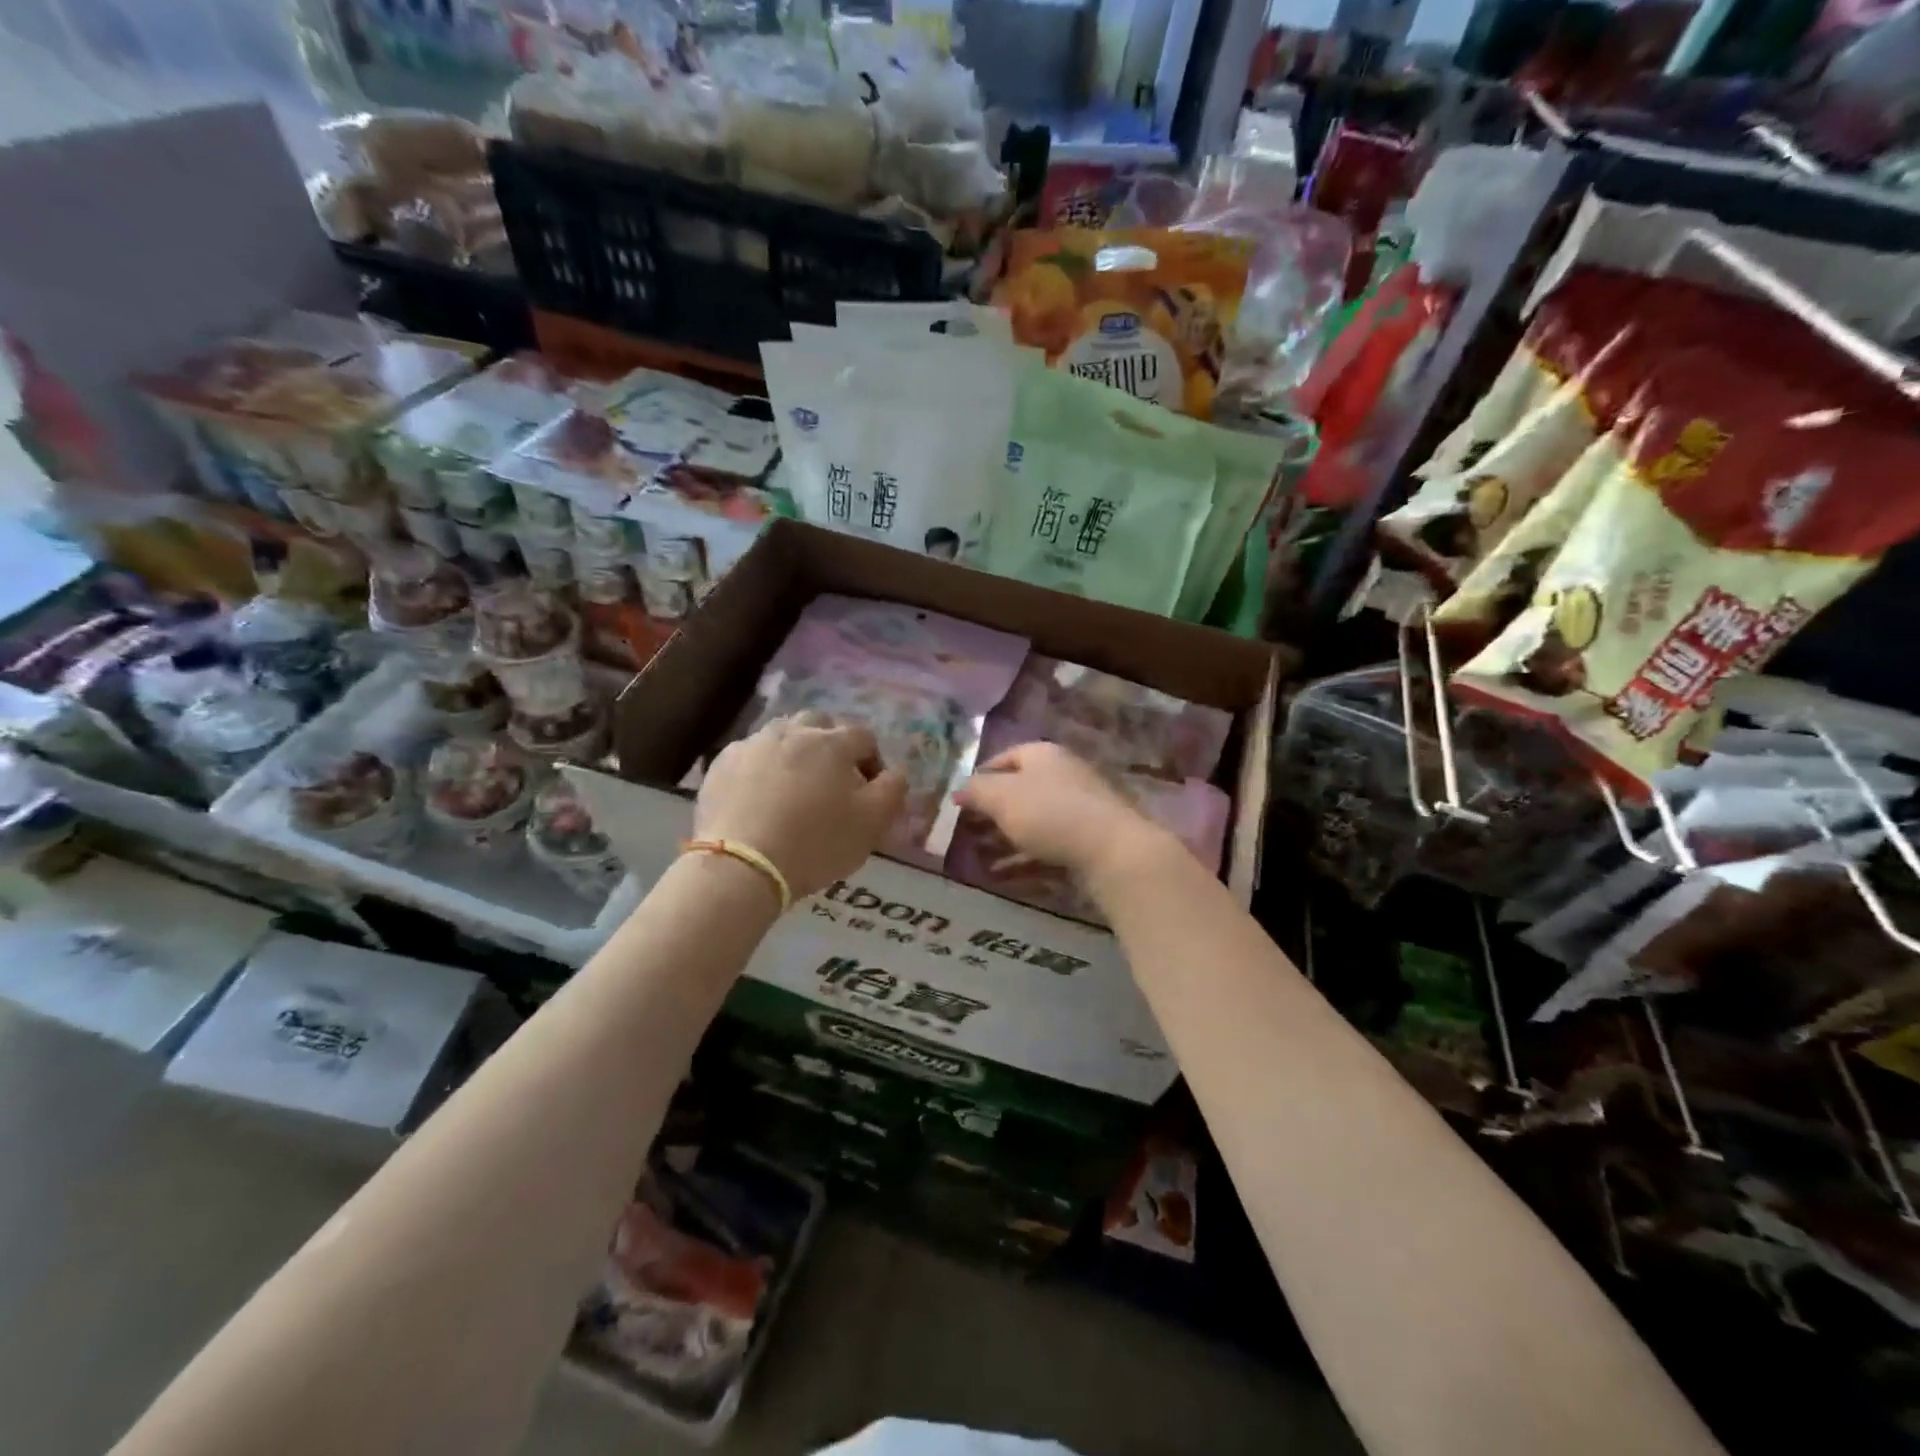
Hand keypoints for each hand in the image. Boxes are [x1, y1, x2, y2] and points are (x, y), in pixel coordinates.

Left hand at [695, 713, 907, 901]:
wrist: (741, 866)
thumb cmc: (815, 844)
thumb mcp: (871, 824)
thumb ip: (892, 790)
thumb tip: (897, 772)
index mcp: (832, 743)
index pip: (864, 737)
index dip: (873, 761)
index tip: (871, 790)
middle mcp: (793, 732)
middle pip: (819, 724)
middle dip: (831, 745)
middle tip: (831, 780)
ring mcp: (753, 744)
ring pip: (781, 735)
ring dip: (794, 752)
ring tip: (793, 786)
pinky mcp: (721, 764)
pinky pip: (749, 755)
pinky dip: (760, 768)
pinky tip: (758, 796)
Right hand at [954, 742, 1170, 884]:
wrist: (1112, 849)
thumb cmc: (1049, 813)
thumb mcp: (1001, 797)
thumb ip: (975, 791)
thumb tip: (958, 789)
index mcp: (1042, 755)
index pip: (1003, 758)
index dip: (979, 779)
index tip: (959, 803)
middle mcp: (1062, 774)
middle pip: (1018, 791)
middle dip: (991, 813)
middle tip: (965, 834)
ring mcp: (1078, 807)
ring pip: (1032, 820)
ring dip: (1004, 838)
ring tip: (978, 858)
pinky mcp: (1088, 839)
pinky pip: (1048, 845)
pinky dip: (1024, 857)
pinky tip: (1004, 874)